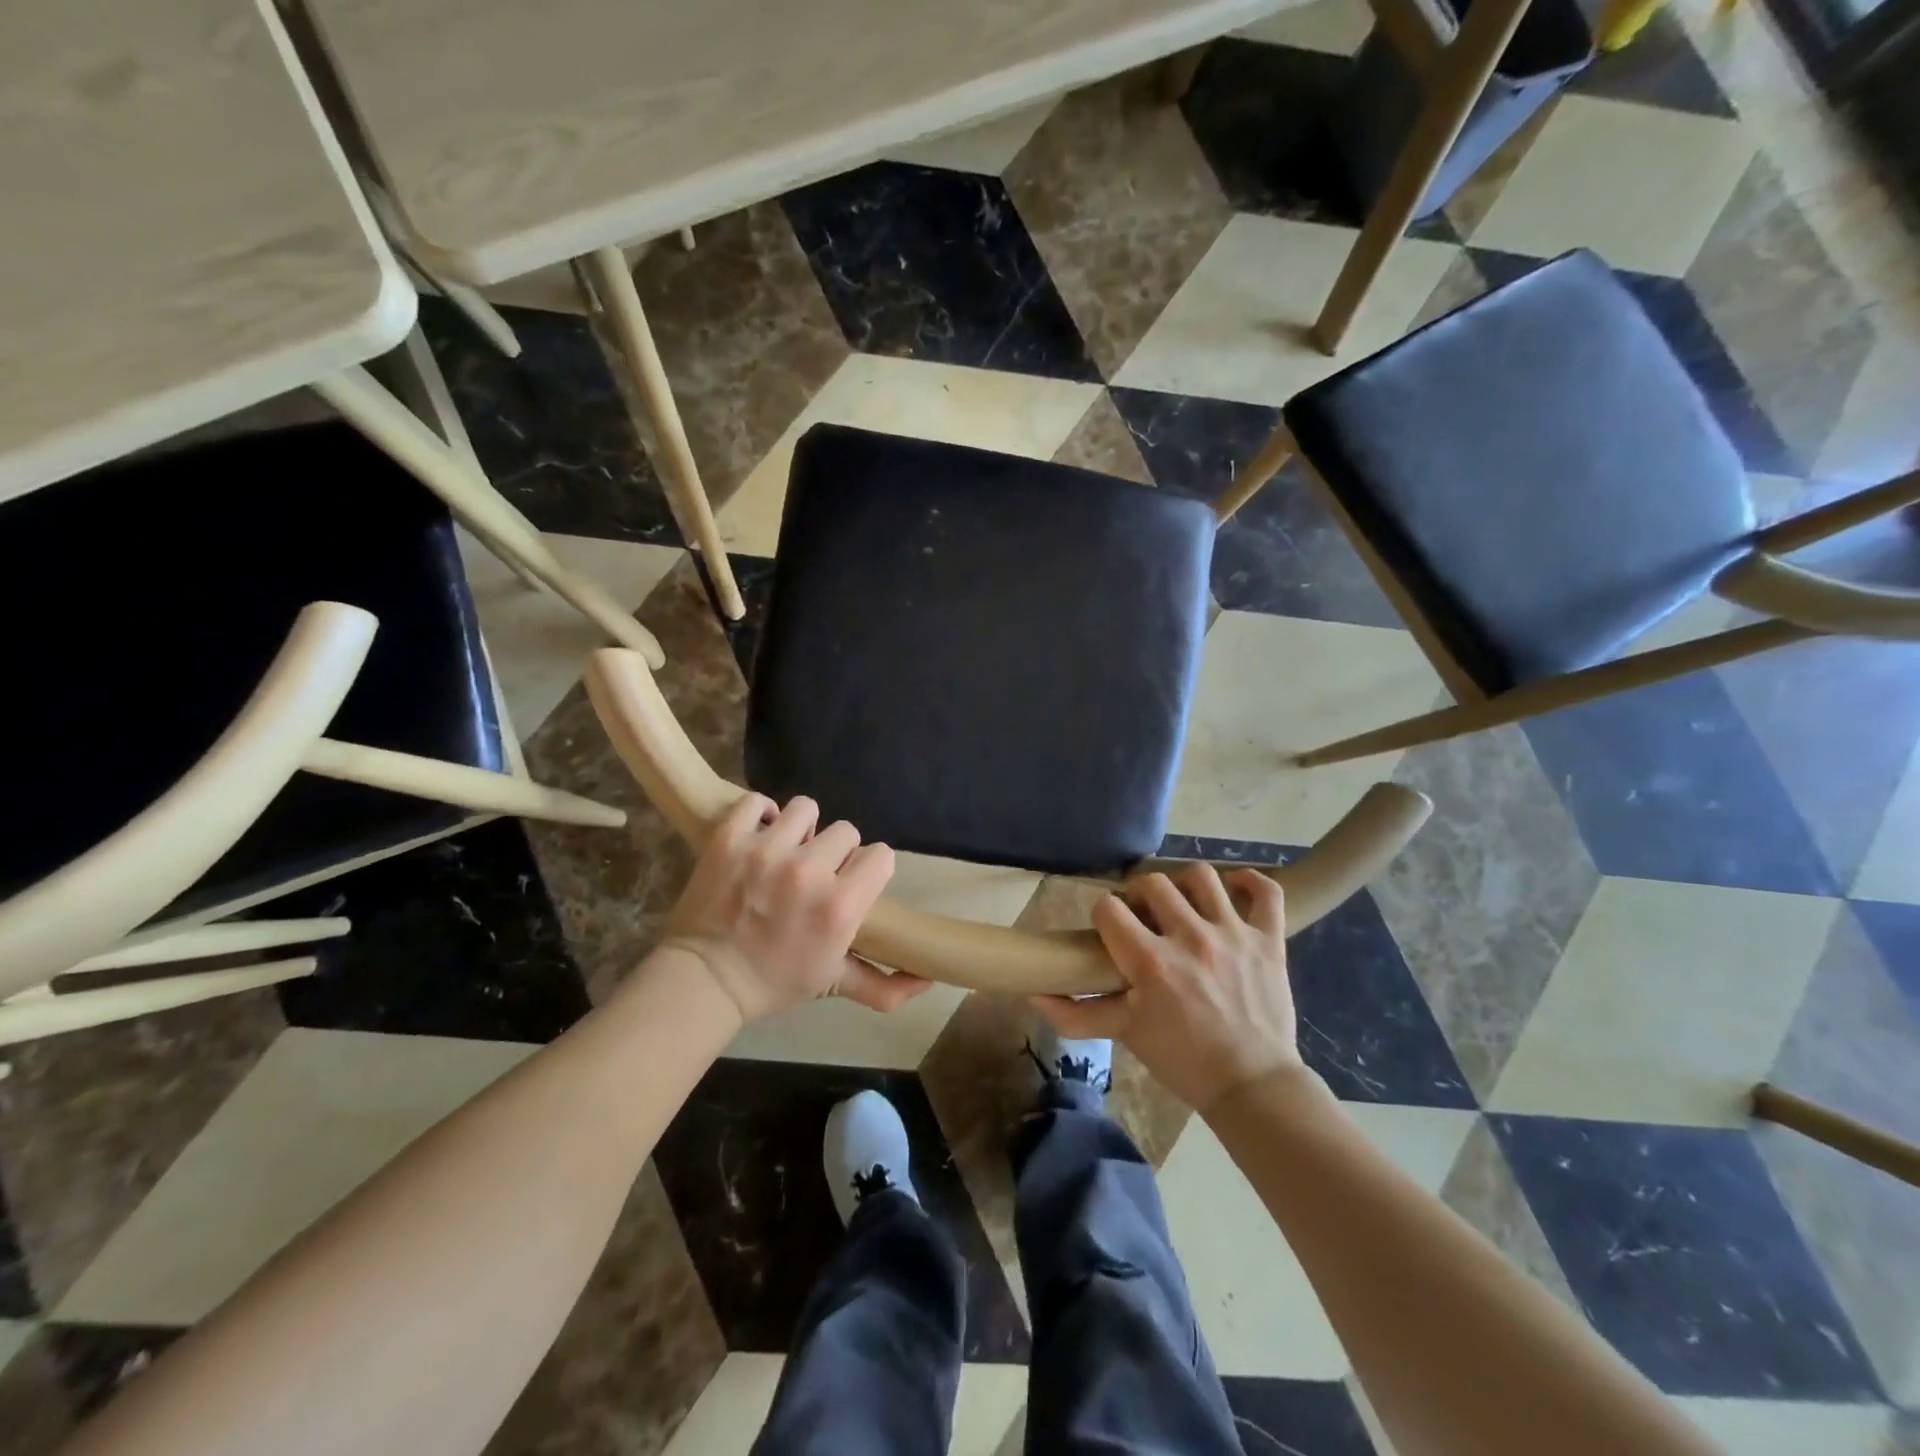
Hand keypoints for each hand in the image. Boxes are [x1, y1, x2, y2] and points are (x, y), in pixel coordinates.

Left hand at [664, 794, 929, 1020]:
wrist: (703, 980)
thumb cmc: (774, 982)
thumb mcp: (834, 984)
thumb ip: (885, 985)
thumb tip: (929, 980)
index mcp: (841, 906)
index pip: (881, 855)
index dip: (869, 868)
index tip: (852, 881)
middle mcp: (809, 871)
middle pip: (846, 830)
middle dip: (836, 851)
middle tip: (815, 872)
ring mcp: (766, 850)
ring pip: (806, 808)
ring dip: (801, 828)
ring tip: (786, 850)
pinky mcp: (729, 839)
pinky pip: (756, 802)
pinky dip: (759, 814)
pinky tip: (759, 835)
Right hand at [1031, 864, 1303, 1111]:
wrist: (1252, 1086)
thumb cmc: (1183, 1061)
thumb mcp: (1125, 1034)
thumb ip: (1076, 1014)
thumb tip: (1032, 995)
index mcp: (1151, 962)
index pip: (1109, 908)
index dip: (1103, 913)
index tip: (1109, 929)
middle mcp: (1191, 938)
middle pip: (1153, 883)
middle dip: (1139, 894)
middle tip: (1143, 916)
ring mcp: (1233, 935)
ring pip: (1203, 877)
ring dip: (1185, 884)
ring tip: (1183, 903)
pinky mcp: (1269, 941)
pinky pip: (1265, 892)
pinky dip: (1249, 882)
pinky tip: (1233, 889)